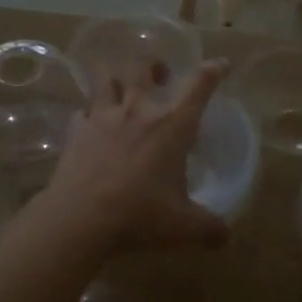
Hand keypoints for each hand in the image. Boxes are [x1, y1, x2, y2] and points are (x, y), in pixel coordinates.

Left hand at [40, 59, 230, 253]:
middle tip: (160, 76)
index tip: (219, 65)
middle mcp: (137, 110)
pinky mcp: (75, 130)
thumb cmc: (140, 215)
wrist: (81, 218)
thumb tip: (225, 236)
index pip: (198, 86)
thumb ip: (209, 228)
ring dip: (115, 77)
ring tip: (120, 89)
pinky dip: (88, 113)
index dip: (212, 71)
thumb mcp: (184, 227)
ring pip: (104, 77)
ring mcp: (102, 116)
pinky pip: (82, 111)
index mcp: (171, 125)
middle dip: (153, 65)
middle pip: (142, 67)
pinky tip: (91, 125)